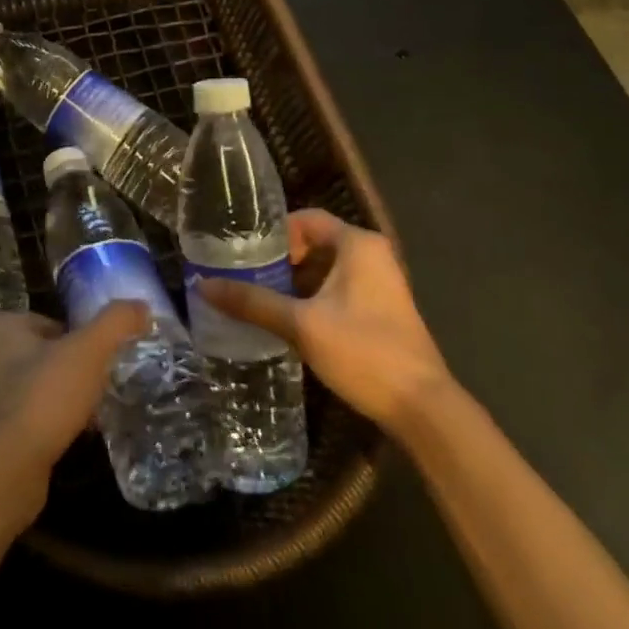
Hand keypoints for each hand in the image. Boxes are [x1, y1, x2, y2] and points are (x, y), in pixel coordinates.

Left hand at [0, 305, 146, 512]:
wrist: (5, 469)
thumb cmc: (43, 395)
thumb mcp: (89, 350)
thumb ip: (116, 322)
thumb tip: (141, 306)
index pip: (45, 324)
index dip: (74, 341)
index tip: (95, 362)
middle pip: (35, 357)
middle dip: (63, 372)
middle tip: (92, 391)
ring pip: (25, 391)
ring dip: (51, 402)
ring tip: (82, 420)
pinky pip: (16, 424)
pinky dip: (38, 430)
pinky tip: (61, 442)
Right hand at [198, 209, 448, 426]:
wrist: (424, 409)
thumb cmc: (364, 352)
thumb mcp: (302, 325)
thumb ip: (254, 303)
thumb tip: (204, 285)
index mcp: (358, 244)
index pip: (307, 219)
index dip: (275, 232)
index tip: (246, 252)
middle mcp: (373, 255)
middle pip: (316, 243)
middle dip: (282, 260)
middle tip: (247, 276)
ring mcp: (382, 283)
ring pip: (327, 269)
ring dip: (297, 282)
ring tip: (261, 298)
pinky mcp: (383, 310)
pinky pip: (340, 289)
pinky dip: (315, 297)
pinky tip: (291, 320)